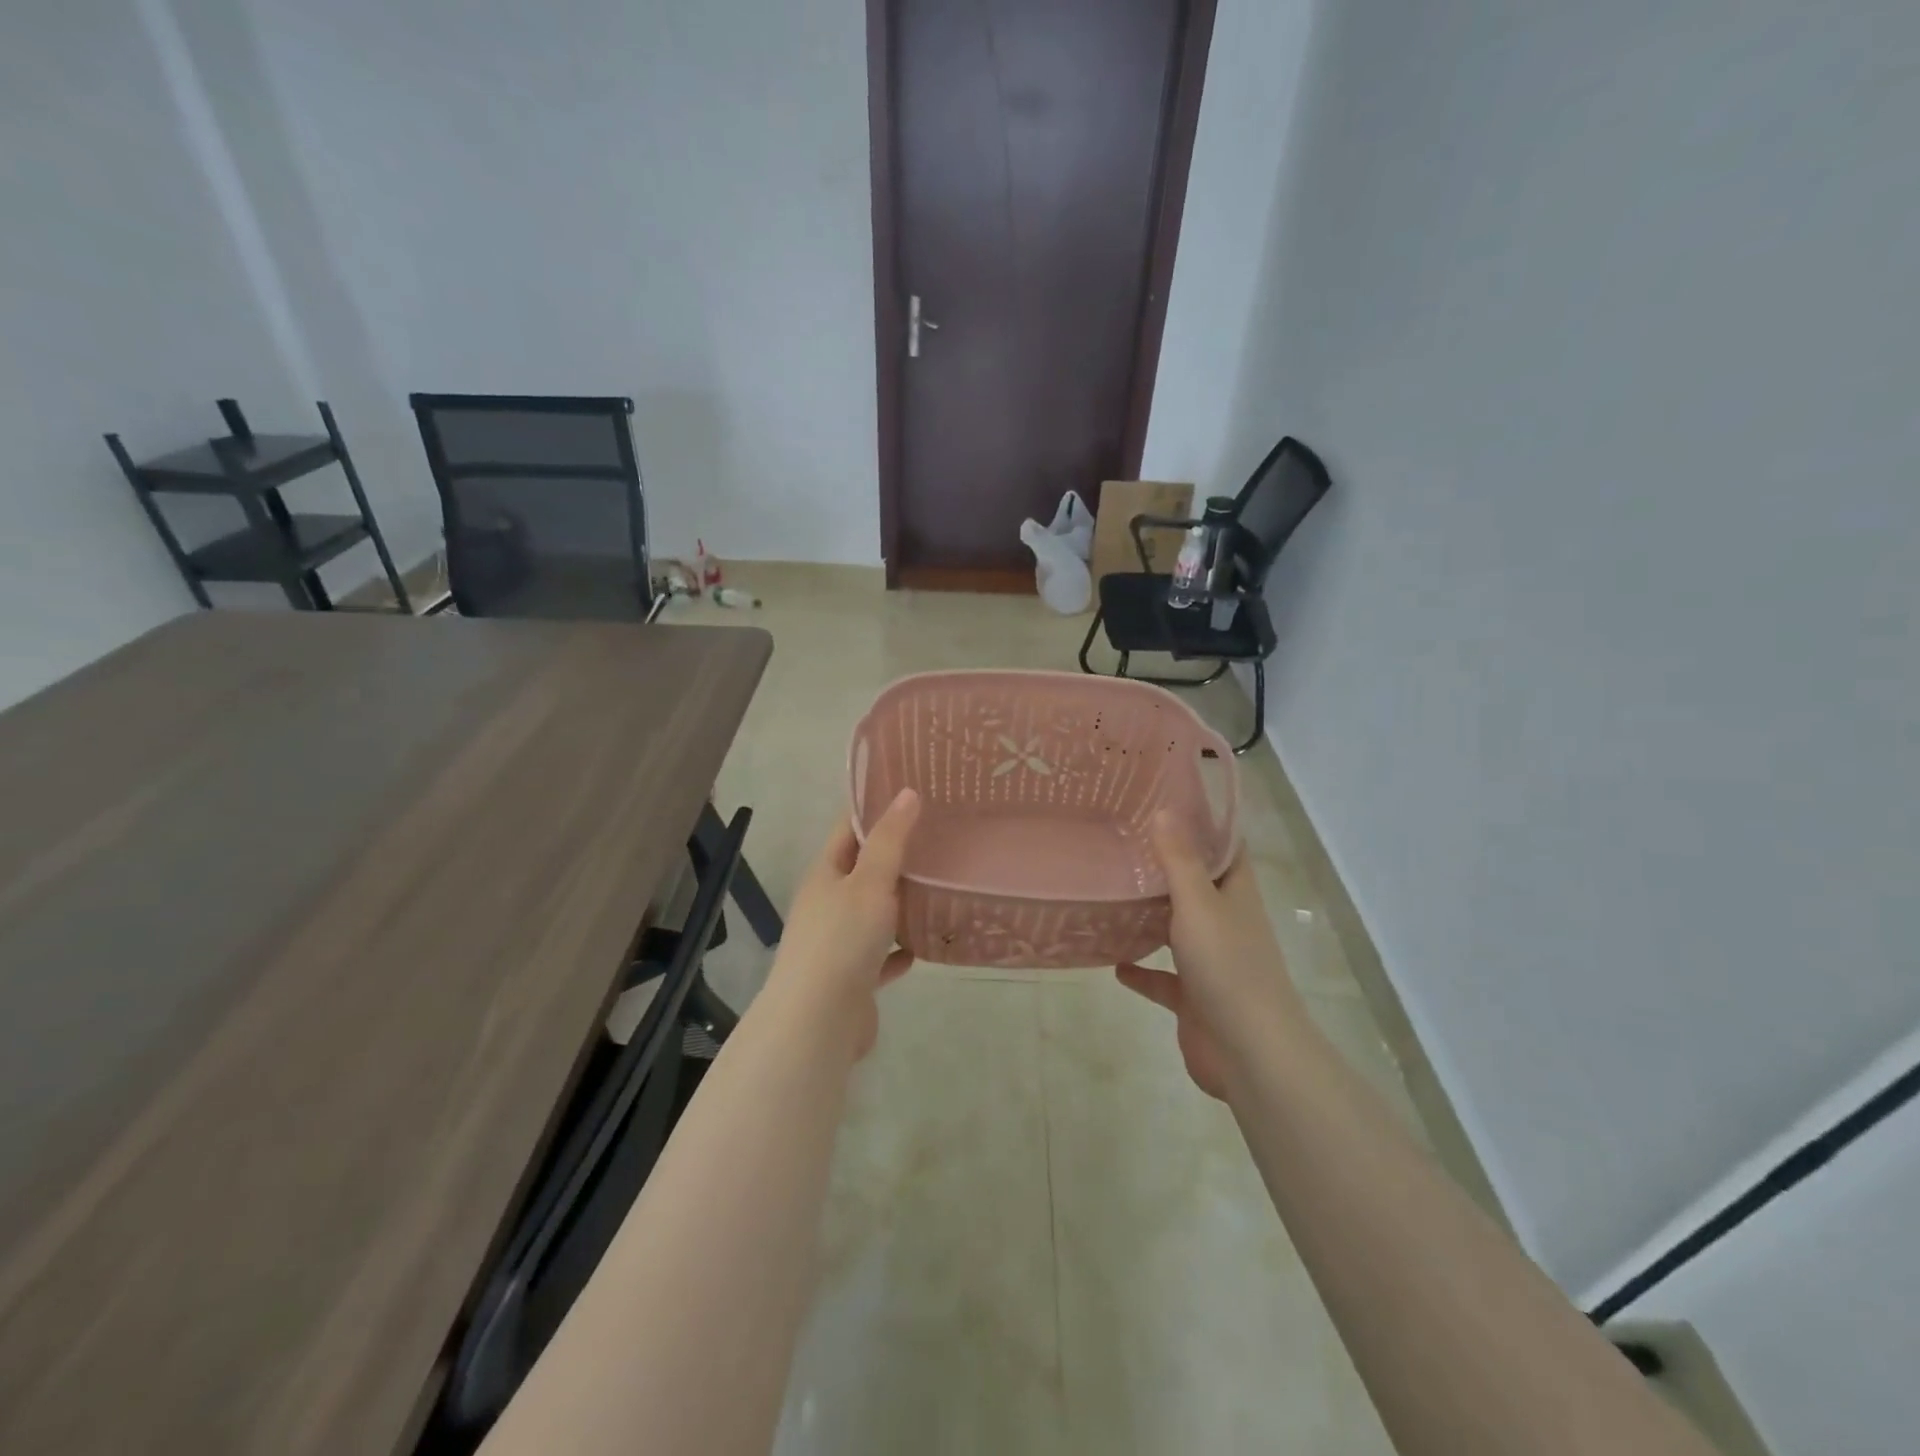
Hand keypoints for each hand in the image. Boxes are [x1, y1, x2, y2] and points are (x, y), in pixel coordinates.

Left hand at [766, 788, 920, 1059]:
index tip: (912, 793)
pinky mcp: (852, 977)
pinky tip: (925, 945)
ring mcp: (838, 942)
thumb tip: (907, 793)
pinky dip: (900, 949)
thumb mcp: (870, 881)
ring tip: (941, 886)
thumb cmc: (842, 940)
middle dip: (896, 855)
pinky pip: (881, 955)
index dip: (876, 808)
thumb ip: (890, 840)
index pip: (849, 829)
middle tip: (940, 836)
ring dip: (901, 903)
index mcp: (825, 874)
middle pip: (863, 870)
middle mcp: (827, 904)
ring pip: (874, 913)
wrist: (818, 1022)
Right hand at [1116, 811, 1299, 1099]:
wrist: (1249, 1052)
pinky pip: (1162, 978)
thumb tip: (1166, 810)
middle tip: (1123, 843)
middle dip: (1166, 867)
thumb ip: (1179, 860)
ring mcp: (1211, 962)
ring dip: (1150, 916)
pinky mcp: (1194, 998)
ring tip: (1111, 894)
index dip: (1204, 824)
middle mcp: (1226, 923)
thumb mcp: (1199, 904)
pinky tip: (1113, 962)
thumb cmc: (1227, 966)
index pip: (1225, 848)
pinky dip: (1141, 970)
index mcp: (1236, 895)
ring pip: (1178, 930)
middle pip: (1197, 886)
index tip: (1167, 802)